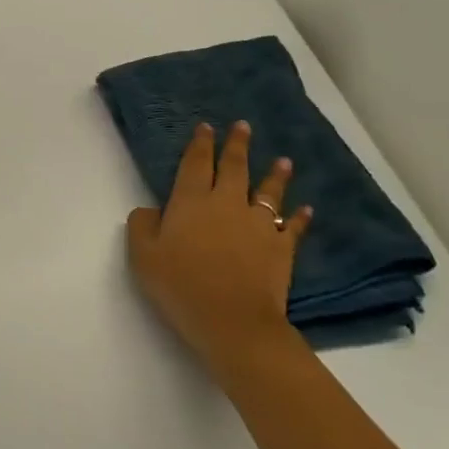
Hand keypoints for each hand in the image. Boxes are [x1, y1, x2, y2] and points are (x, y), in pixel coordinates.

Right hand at [127, 120, 310, 379]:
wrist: (233, 322)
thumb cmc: (181, 286)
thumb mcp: (142, 256)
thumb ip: (142, 225)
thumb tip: (150, 209)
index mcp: (191, 201)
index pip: (196, 163)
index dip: (200, 144)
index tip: (206, 127)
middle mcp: (226, 203)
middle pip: (234, 167)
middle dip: (237, 145)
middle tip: (243, 126)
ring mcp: (257, 224)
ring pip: (268, 192)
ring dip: (275, 174)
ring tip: (283, 160)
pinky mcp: (280, 248)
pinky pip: (291, 226)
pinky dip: (299, 217)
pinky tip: (306, 209)